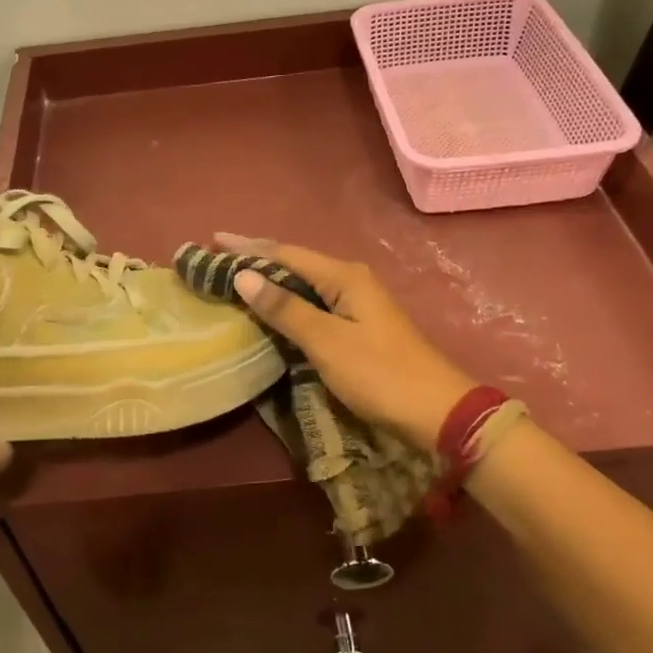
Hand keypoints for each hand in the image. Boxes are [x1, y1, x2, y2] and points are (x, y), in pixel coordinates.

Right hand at [216, 234, 475, 452]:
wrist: (438, 412)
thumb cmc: (380, 374)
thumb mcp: (327, 342)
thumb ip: (285, 309)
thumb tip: (244, 276)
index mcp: (344, 276)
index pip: (285, 253)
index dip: (248, 247)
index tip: (213, 240)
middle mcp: (351, 280)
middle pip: (295, 262)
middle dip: (257, 257)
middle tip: (220, 255)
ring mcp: (358, 302)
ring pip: (304, 281)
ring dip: (271, 278)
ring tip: (238, 275)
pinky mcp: (360, 324)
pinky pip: (314, 300)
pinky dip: (288, 299)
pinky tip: (274, 305)